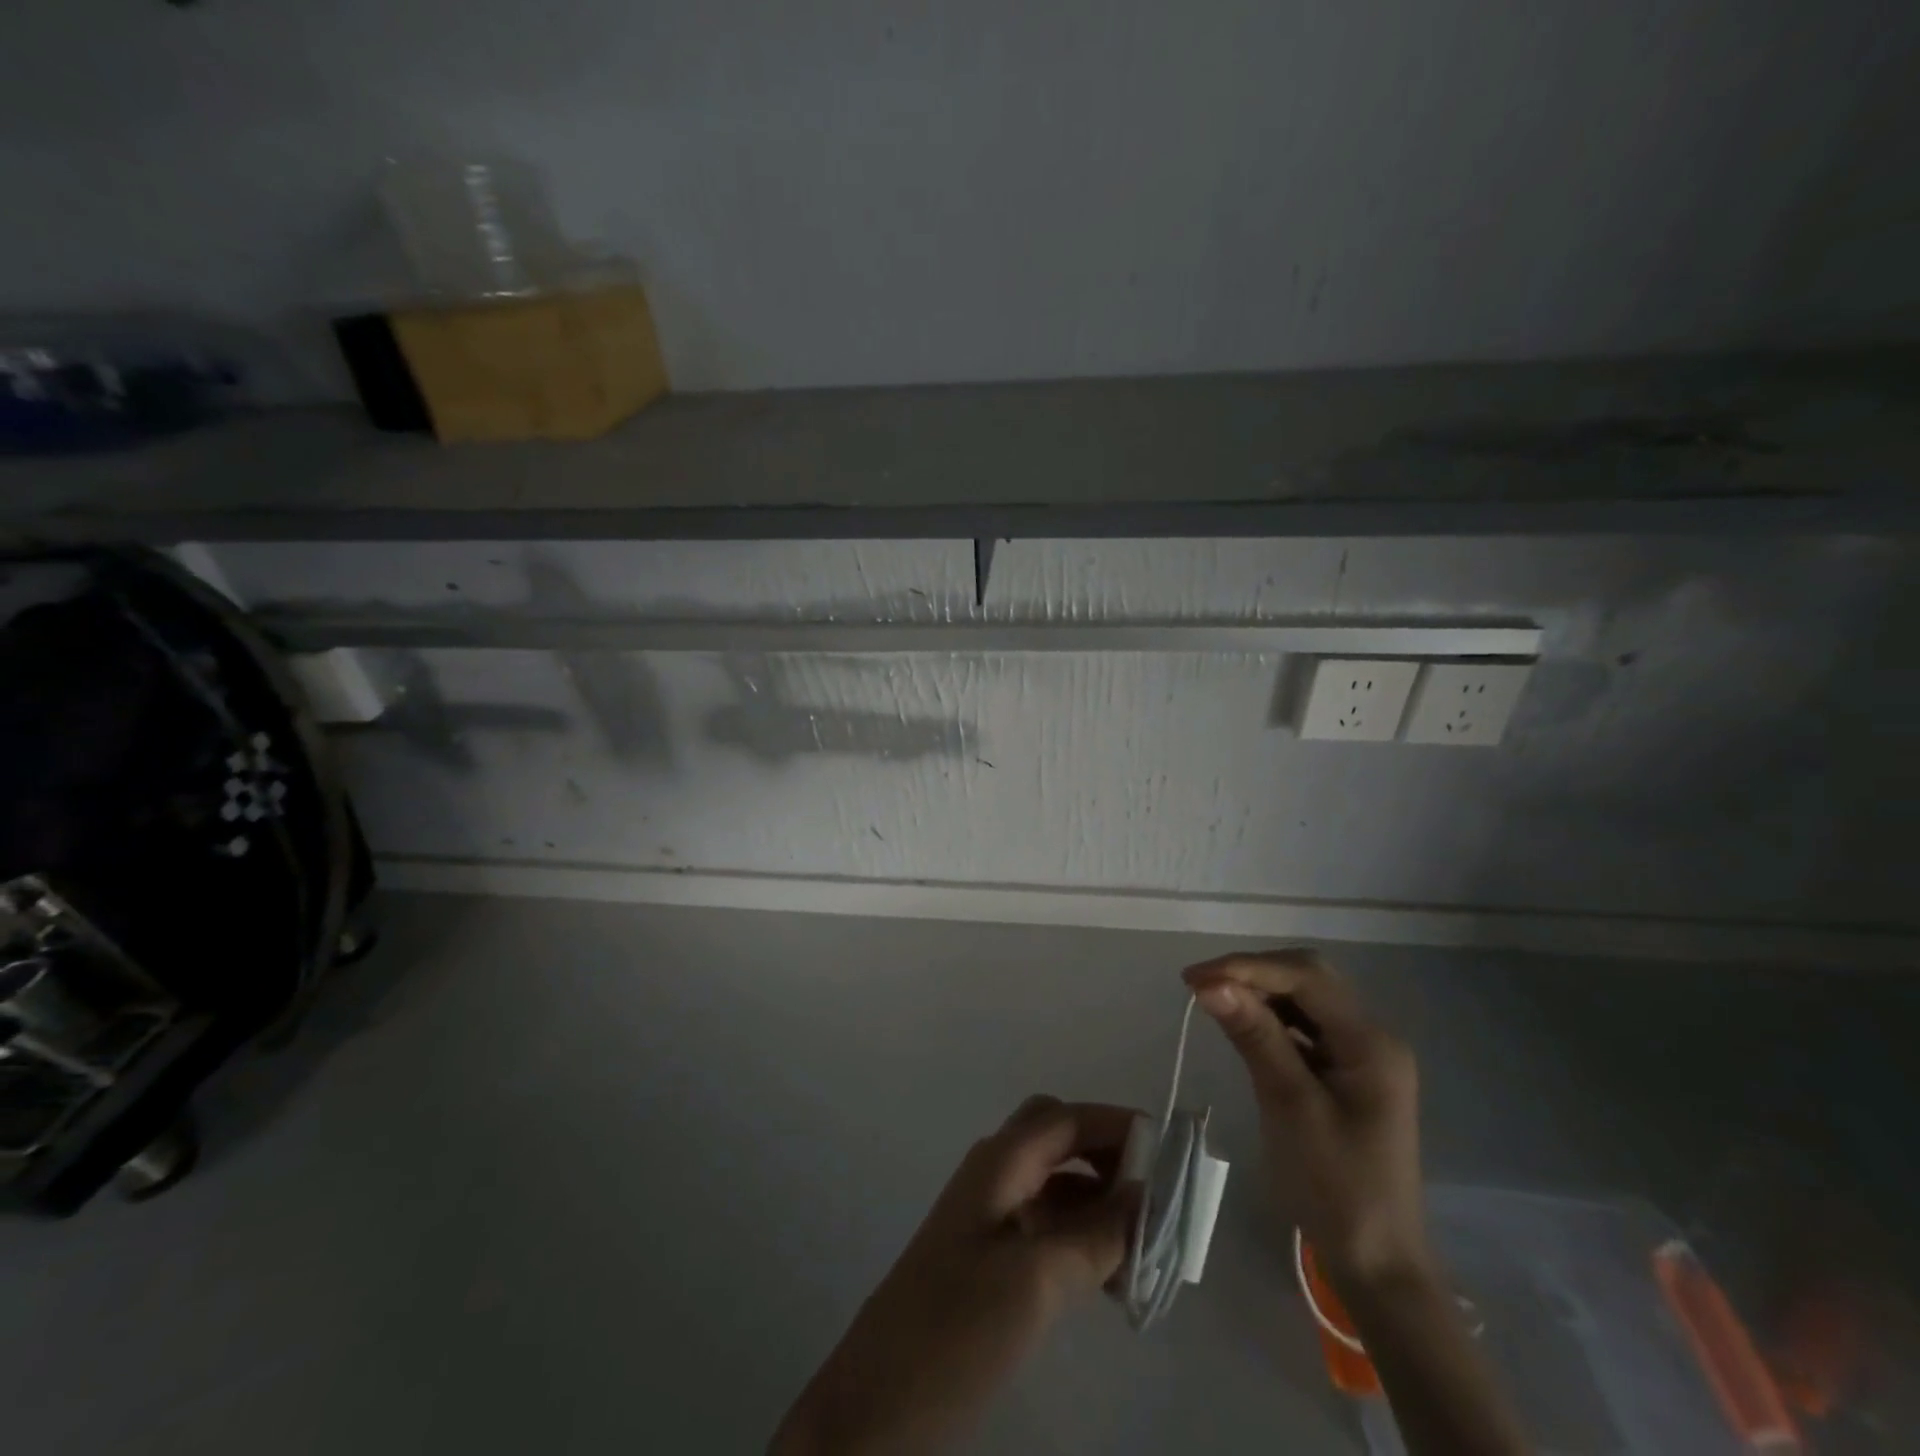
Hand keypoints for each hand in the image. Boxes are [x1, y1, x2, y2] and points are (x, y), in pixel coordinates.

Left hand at [772, 1096, 1141, 1455]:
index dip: (1117, 1124)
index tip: (1172, 1152)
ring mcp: (989, 1216)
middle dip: (1110, 1157)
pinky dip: (1082, 1236)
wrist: (877, 1405)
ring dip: (1100, 1202)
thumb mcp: (1035, 1281)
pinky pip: (1046, 1224)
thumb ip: (1095, 1235)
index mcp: (999, 1162)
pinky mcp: (990, 1257)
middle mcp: (994, 1174)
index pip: (1066, 1117)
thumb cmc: (956, 1329)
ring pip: (1056, 1184)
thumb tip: (1147, 1197)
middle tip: (1156, 1199)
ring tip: (1145, 1250)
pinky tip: (1110, 1275)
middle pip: (1060, 1139)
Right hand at [1184, 950, 1431, 1294]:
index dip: (1248, 968)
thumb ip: (1254, 1036)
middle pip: (1309, 977)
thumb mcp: (1289, 1105)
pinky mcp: (1346, 1070)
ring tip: (1212, 999)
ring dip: (1259, 991)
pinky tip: (1242, 1023)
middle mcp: (1372, 1036)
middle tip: (1201, 986)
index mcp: (1370, 1042)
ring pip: (1305, 997)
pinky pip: (1304, 1025)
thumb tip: (1209, 984)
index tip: (1194, 979)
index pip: (1306, 977)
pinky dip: (1270, 1017)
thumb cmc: (1336, 1187)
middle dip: (1254, 973)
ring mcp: (1361, 1053)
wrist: (1376, 1263)